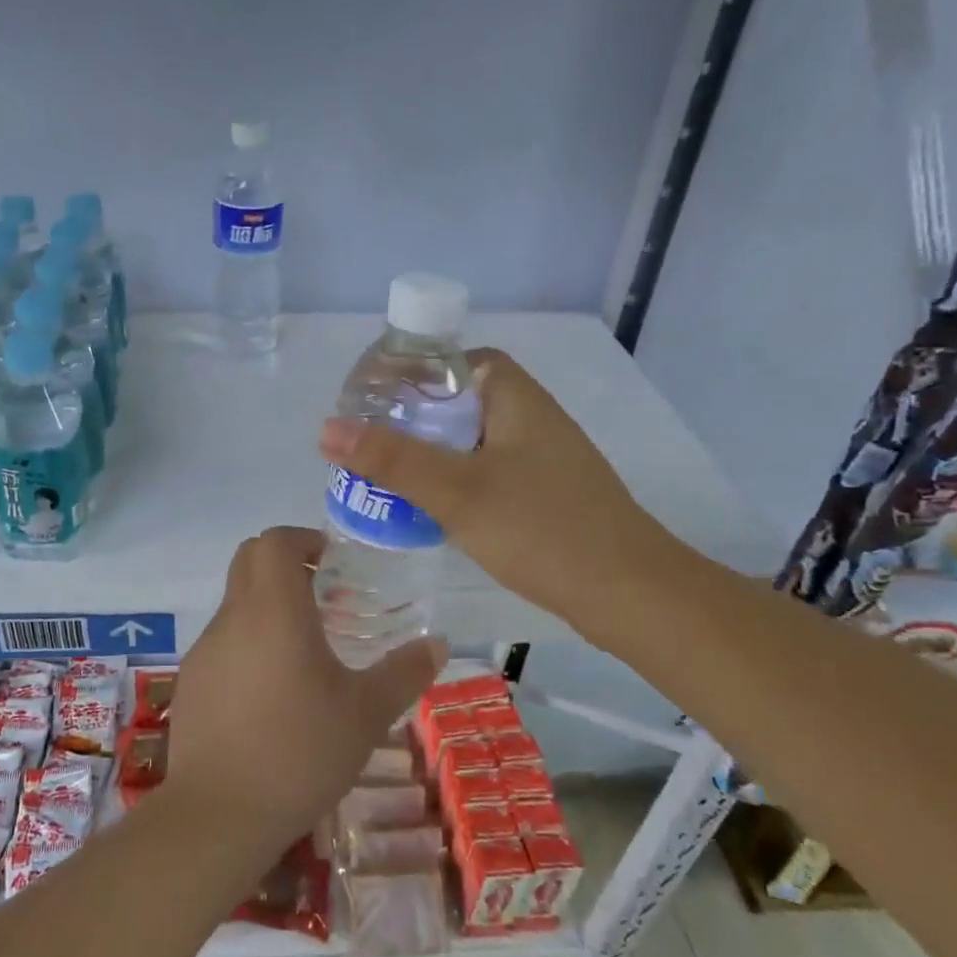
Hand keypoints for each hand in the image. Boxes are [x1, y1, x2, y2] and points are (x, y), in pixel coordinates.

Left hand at [165, 526, 444, 856]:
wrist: (219, 813)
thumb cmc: (300, 751)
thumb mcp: (366, 713)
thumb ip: (404, 672)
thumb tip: (438, 643)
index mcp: (274, 608)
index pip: (274, 541)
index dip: (302, 538)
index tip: (331, 560)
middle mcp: (233, 616)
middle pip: (249, 560)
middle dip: (285, 563)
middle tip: (324, 594)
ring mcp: (206, 648)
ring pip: (236, 602)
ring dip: (267, 606)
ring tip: (305, 650)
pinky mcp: (191, 681)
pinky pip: (223, 641)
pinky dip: (248, 642)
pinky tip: (271, 692)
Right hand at [318, 348, 675, 638]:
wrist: (630, 595)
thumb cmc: (542, 528)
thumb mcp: (457, 490)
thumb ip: (392, 458)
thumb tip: (326, 429)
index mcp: (514, 396)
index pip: (452, 361)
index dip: (409, 372)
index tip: (369, 398)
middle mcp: (529, 416)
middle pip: (456, 401)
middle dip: (409, 419)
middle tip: (365, 443)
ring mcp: (539, 457)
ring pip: (468, 441)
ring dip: (429, 453)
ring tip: (383, 476)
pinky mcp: (542, 493)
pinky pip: (484, 472)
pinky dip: (452, 481)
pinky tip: (427, 509)